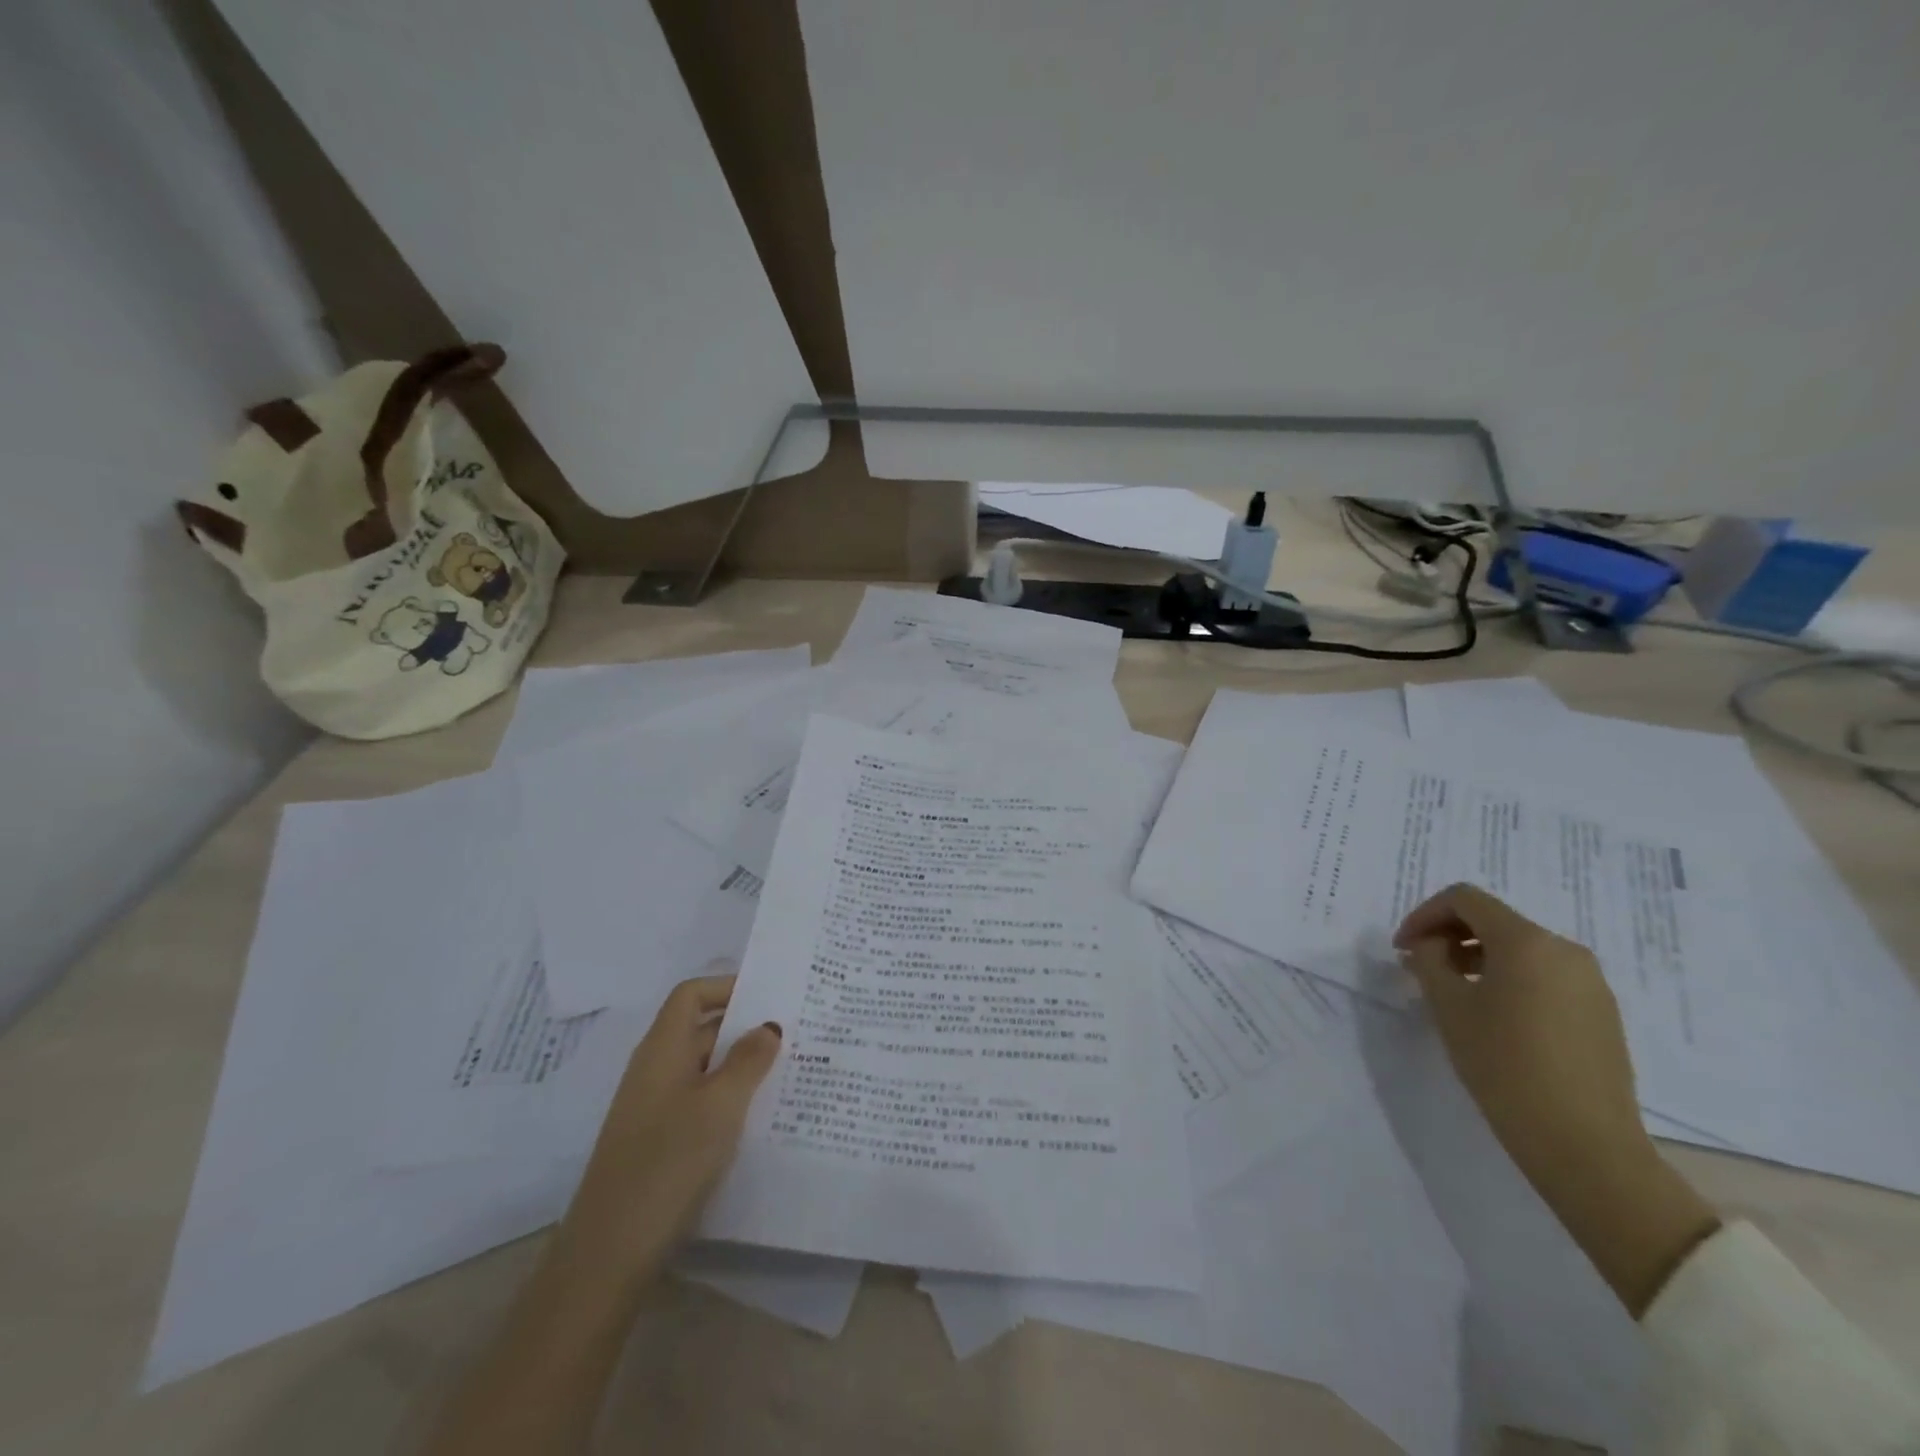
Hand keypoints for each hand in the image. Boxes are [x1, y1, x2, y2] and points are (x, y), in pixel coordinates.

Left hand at [557, 972, 782, 1291]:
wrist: (609, 1253)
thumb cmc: (668, 1161)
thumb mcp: (720, 1105)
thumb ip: (748, 1060)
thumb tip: (768, 1025)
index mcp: (662, 1049)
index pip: (691, 995)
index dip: (727, 987)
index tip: (770, 996)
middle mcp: (655, 1070)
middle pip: (701, 1029)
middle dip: (745, 1028)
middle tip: (795, 1033)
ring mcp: (654, 1108)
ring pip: (704, 1069)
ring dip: (741, 1066)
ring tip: (788, 1072)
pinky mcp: (659, 1142)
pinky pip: (700, 1102)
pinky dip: (729, 1099)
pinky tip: (760, 1118)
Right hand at [1395, 884, 1717, 1315]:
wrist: (1584, 1144)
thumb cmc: (1504, 1066)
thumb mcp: (1449, 1007)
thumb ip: (1429, 962)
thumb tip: (1428, 945)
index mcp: (1527, 942)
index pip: (1465, 899)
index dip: (1424, 914)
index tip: (1402, 948)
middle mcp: (1564, 951)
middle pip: (1494, 920)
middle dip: (1450, 936)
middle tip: (1421, 968)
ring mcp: (1590, 982)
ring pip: (1520, 949)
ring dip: (1477, 958)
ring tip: (1453, 994)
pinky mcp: (1601, 1013)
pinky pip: (1545, 976)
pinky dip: (1509, 980)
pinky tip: (1493, 1017)